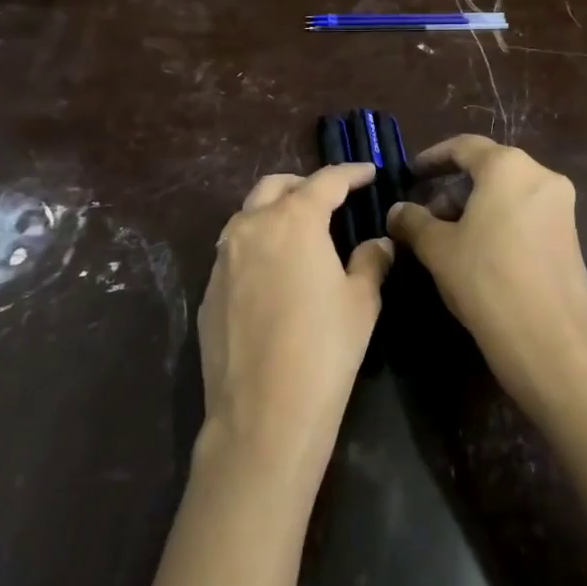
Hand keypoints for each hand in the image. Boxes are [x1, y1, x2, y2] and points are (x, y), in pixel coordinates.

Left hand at [199, 164, 393, 475]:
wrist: (262, 413)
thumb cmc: (324, 349)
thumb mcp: (361, 302)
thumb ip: (371, 261)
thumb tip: (378, 243)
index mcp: (293, 219)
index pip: (326, 181)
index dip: (350, 173)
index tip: (368, 172)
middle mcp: (251, 226)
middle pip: (276, 186)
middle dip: (305, 185)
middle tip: (330, 200)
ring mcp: (222, 258)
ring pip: (248, 215)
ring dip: (274, 212)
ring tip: (300, 232)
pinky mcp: (208, 289)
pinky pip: (234, 251)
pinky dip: (256, 246)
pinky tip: (274, 274)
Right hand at [388, 137, 586, 419]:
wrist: (551, 342)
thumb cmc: (486, 280)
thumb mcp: (437, 249)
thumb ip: (413, 221)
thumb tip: (398, 211)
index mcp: (508, 167)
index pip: (464, 147)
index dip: (433, 158)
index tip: (412, 173)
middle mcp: (541, 176)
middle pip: (487, 169)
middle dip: (452, 189)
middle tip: (424, 216)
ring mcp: (561, 207)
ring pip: (507, 193)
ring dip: (474, 207)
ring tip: (446, 238)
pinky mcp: (570, 236)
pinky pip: (525, 213)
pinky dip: (498, 221)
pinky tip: (477, 253)